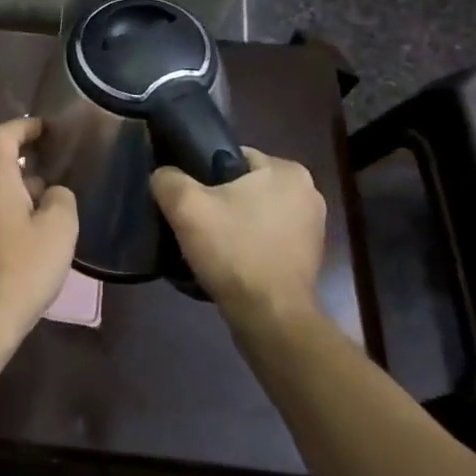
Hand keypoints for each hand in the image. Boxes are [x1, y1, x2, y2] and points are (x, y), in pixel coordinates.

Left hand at [0, 117, 77, 341]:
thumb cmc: (22, 268)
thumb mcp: (59, 230)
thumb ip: (61, 199)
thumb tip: (53, 193)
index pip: (3, 135)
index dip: (25, 126)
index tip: (47, 128)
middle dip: (20, 154)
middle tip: (50, 159)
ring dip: (14, 181)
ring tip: (45, 195)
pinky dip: (4, 203)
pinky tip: (27, 225)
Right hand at [151, 148, 325, 320]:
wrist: (270, 319)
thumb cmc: (234, 251)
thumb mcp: (186, 206)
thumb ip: (168, 179)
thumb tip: (163, 175)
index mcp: (287, 171)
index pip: (232, 156)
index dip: (202, 173)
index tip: (187, 196)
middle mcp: (308, 192)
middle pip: (243, 185)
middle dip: (218, 200)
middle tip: (192, 220)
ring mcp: (312, 227)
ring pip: (254, 212)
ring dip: (233, 223)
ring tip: (207, 243)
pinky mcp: (309, 257)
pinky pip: (266, 237)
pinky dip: (248, 244)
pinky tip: (228, 260)